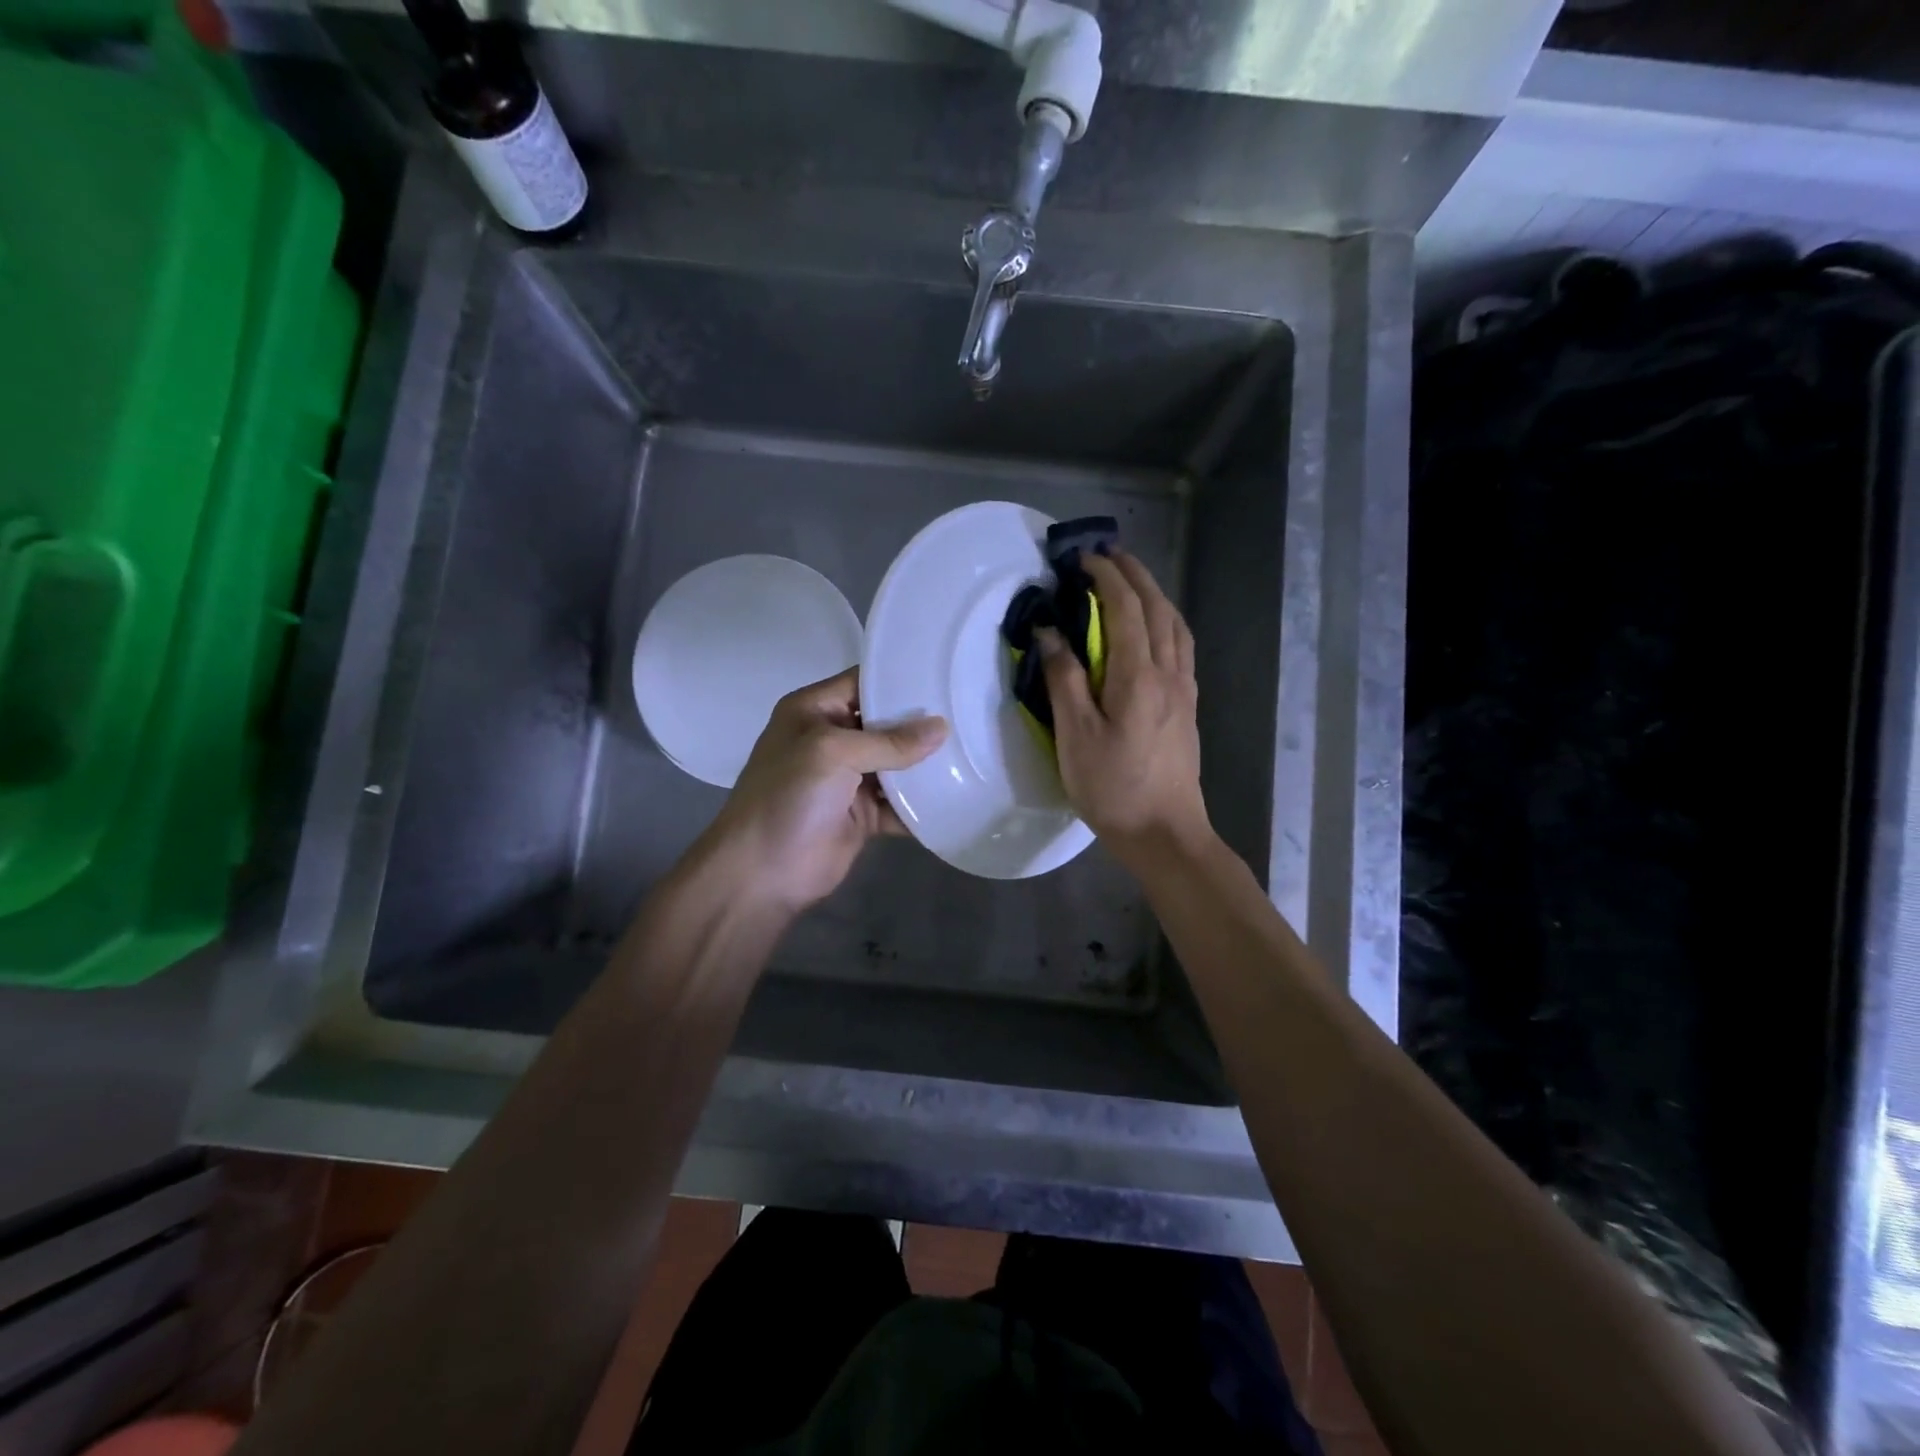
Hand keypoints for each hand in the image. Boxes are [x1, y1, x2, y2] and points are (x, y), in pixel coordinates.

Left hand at [699, 668, 946, 913]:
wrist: (761, 873)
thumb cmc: (787, 796)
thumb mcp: (832, 753)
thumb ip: (888, 741)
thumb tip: (941, 728)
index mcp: (815, 711)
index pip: (862, 682)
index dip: (899, 678)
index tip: (944, 674)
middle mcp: (833, 739)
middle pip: (885, 723)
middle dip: (922, 722)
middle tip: (969, 711)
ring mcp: (849, 779)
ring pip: (897, 764)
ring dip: (926, 763)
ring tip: (973, 749)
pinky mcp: (863, 815)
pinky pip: (900, 803)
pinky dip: (922, 803)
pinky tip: (958, 794)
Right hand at [1038, 551, 1210, 867]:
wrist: (1165, 832)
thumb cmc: (1113, 787)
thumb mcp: (1075, 735)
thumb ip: (1063, 679)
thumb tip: (1050, 632)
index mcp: (1138, 675)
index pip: (1125, 608)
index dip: (1105, 576)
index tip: (1081, 558)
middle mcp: (1168, 673)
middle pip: (1156, 608)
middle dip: (1133, 574)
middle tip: (1107, 555)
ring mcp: (1183, 689)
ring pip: (1175, 625)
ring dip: (1153, 594)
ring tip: (1130, 582)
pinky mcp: (1188, 706)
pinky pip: (1181, 646)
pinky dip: (1166, 621)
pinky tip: (1155, 629)